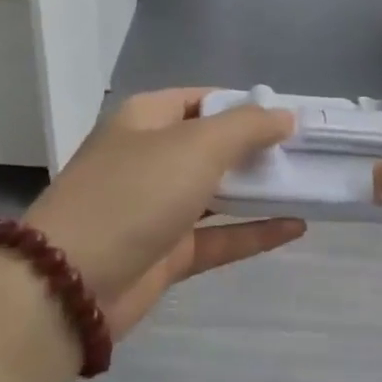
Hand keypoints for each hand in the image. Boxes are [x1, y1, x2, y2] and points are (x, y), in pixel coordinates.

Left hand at [0, 88, 302, 381]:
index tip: (293, 117)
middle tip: (312, 154)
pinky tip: (297, 226)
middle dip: (260, 150)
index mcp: (147, 120)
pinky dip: (254, 232)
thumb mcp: (194, 147)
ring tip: (312, 185)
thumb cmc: (133, 195)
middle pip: (214, 146)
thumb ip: (245, 127)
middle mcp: (151, 158)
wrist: (70, 281)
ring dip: (261, 191)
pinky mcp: (166, 253)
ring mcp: (157, 208)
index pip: (204, 99)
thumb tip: (284, 115)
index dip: (247, 104)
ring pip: (219, 193)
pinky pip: (219, 236)